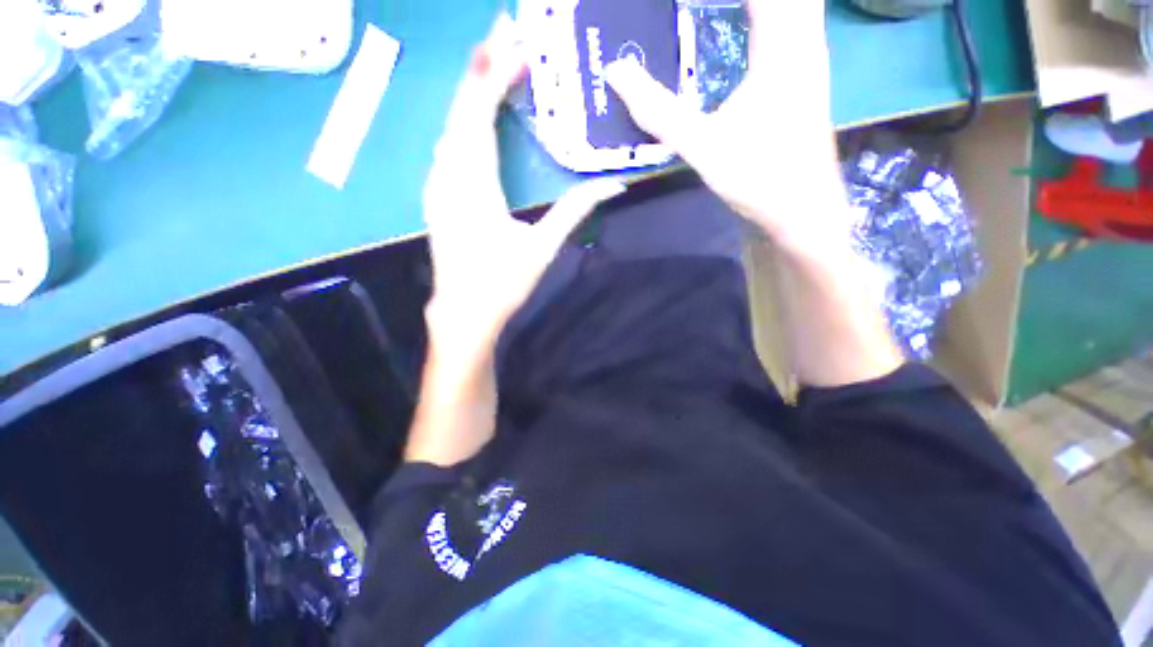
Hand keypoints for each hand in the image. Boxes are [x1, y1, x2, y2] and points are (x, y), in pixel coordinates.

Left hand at [423, 14, 624, 355]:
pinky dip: (463, 122)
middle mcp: (448, 177)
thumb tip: (613, 184)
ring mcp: (437, 186)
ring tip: (493, 63)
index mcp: (474, 187)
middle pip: (460, 111)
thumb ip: (575, 211)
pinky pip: (448, 148)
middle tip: (503, 32)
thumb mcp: (542, 247)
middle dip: (481, 69)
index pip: (479, 117)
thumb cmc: (502, 283)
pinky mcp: (436, 197)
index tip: (515, 43)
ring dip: (471, 93)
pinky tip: (475, 114)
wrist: (464, 312)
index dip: (495, 77)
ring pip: (450, 127)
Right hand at [605, 1, 843, 250]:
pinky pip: (797, 18)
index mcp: (781, 47)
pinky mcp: (808, 76)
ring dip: (759, 3)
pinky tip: (748, 19)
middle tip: (696, 6)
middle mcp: (805, 39)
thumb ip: (658, 111)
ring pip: (798, 3)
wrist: (802, 210)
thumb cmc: (756, 177)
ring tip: (716, 9)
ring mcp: (811, 57)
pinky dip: (772, 11)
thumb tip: (615, 72)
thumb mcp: (701, 146)